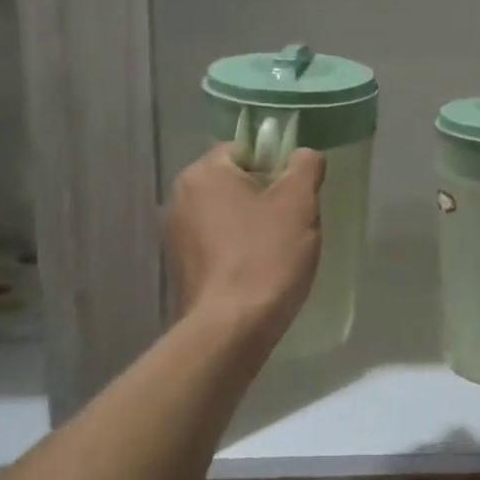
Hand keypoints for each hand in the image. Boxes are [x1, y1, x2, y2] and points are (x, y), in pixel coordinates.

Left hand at [166, 144, 326, 349]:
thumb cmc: (266, 256)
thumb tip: (304, 155)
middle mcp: (179, 198)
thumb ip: (305, 166)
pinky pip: (217, 244)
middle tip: (295, 222)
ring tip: (279, 250)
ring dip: (253, 225)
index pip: (245, 150)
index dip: (277, 166)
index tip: (298, 193)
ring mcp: (175, 236)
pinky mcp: (180, 268)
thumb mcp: (298, 203)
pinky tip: (259, 271)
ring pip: (227, 215)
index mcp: (203, 174)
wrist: (230, 329)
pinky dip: (238, 250)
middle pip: (236, 183)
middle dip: (267, 197)